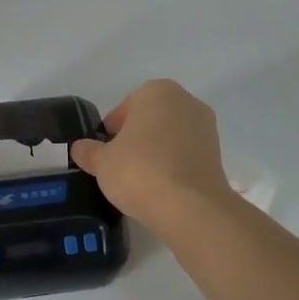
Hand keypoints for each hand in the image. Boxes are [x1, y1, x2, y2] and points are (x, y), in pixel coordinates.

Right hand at [70, 80, 232, 227]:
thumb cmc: (140, 171)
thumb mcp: (102, 162)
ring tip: (142, 181)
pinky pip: (185, 155)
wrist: (190, 207)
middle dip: (135, 140)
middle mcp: (185, 101)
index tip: (105, 156)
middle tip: (121, 168)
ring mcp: (206, 127)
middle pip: (149, 120)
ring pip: (169, 137)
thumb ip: (88, 151)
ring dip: (155, 153)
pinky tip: (162, 188)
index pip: (123, 110)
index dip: (110, 134)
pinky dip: (173, 166)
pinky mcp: (218, 153)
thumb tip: (80, 148)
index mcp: (156, 91)